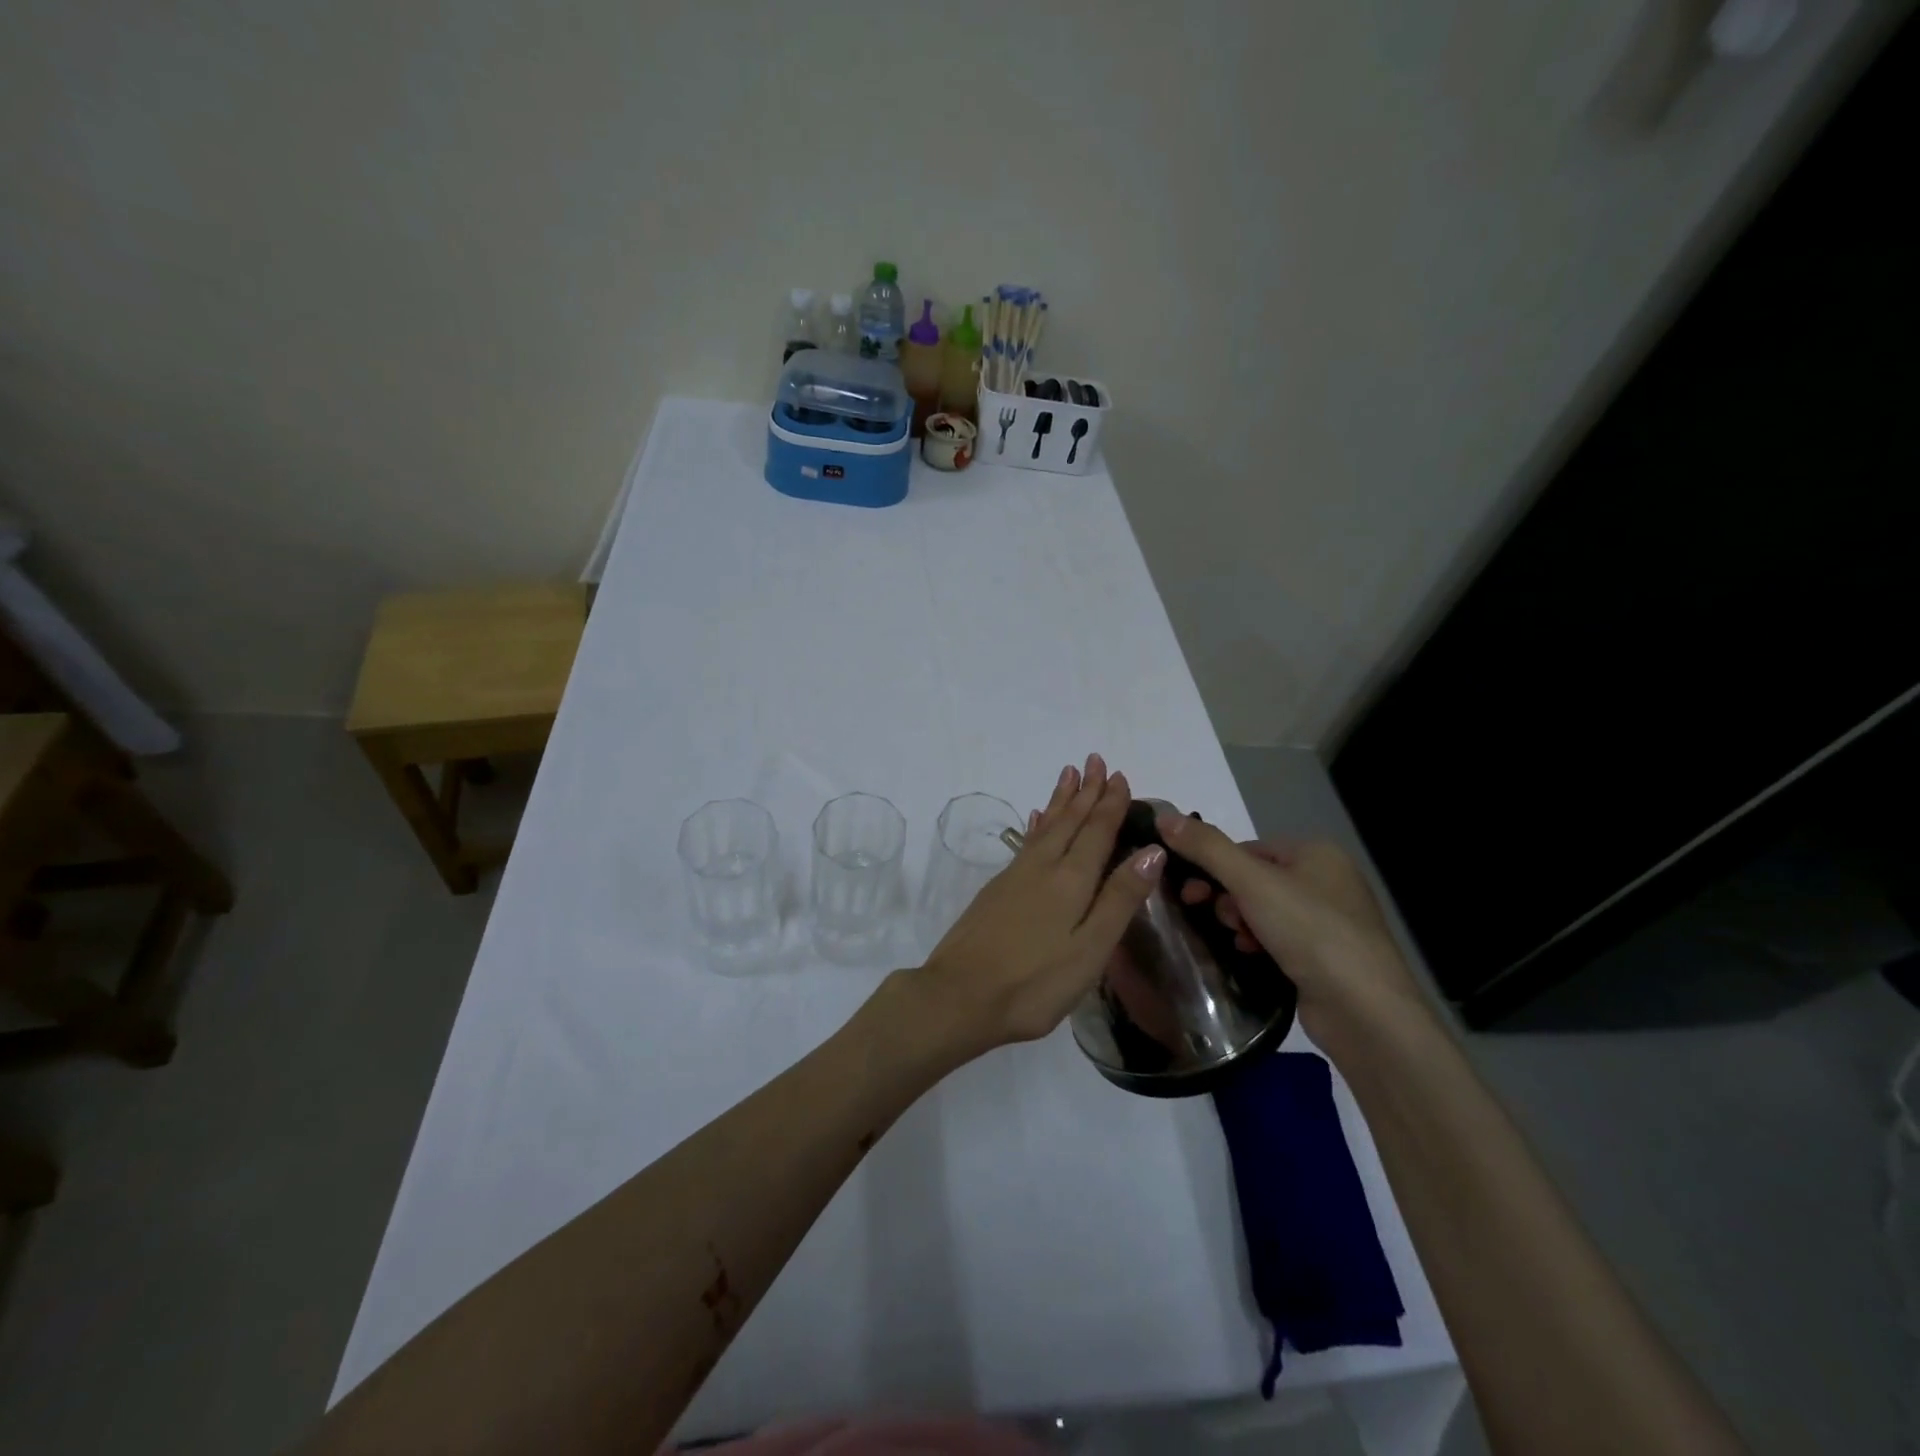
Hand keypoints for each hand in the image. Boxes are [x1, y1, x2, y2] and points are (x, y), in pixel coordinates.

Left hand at [911, 754, 1165, 1057]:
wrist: (960, 995)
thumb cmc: (1035, 982)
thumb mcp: (1090, 949)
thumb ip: (1120, 899)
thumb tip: (1152, 850)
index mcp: (1071, 880)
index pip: (1097, 831)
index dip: (1110, 804)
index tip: (1120, 776)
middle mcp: (1043, 867)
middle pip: (1069, 821)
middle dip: (1086, 791)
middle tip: (1095, 760)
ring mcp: (1015, 876)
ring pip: (1046, 827)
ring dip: (1061, 800)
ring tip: (1069, 775)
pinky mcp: (997, 890)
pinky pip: (1026, 842)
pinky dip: (1037, 825)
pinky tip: (1037, 819)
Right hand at [1155, 814, 1432, 1049]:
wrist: (1364, 1010)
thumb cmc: (1310, 932)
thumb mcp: (1251, 882)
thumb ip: (1206, 848)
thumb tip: (1163, 816)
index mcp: (1316, 852)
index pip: (1247, 848)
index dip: (1214, 867)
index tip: (1189, 892)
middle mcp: (1327, 879)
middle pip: (1253, 878)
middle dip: (1228, 898)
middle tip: (1215, 918)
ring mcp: (1330, 920)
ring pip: (1263, 910)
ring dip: (1241, 922)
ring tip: (1239, 941)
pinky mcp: (1327, 956)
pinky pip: (1279, 937)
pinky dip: (1259, 944)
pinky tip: (1252, 956)